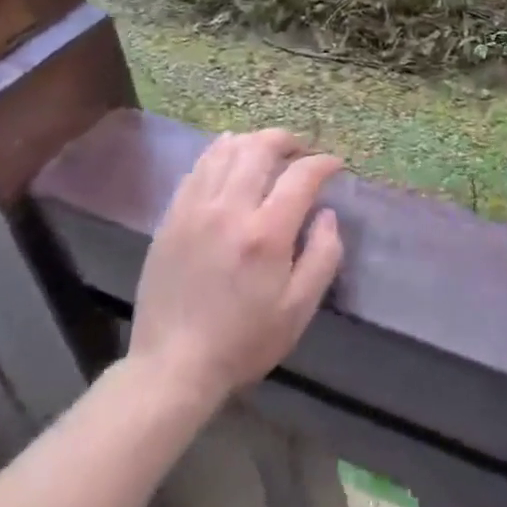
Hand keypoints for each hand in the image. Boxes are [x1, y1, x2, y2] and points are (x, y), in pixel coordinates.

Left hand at [126, 130, 344, 404]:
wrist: (172, 367)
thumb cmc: (244, 341)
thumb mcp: (299, 308)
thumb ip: (324, 255)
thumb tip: (326, 214)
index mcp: (266, 233)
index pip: (301, 175)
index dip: (324, 163)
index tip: (335, 165)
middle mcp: (229, 210)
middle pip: (260, 148)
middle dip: (287, 140)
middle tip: (302, 150)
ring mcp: (194, 210)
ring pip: (225, 150)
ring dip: (253, 142)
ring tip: (268, 152)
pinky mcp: (171, 218)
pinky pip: (198, 168)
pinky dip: (220, 154)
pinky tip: (231, 161)